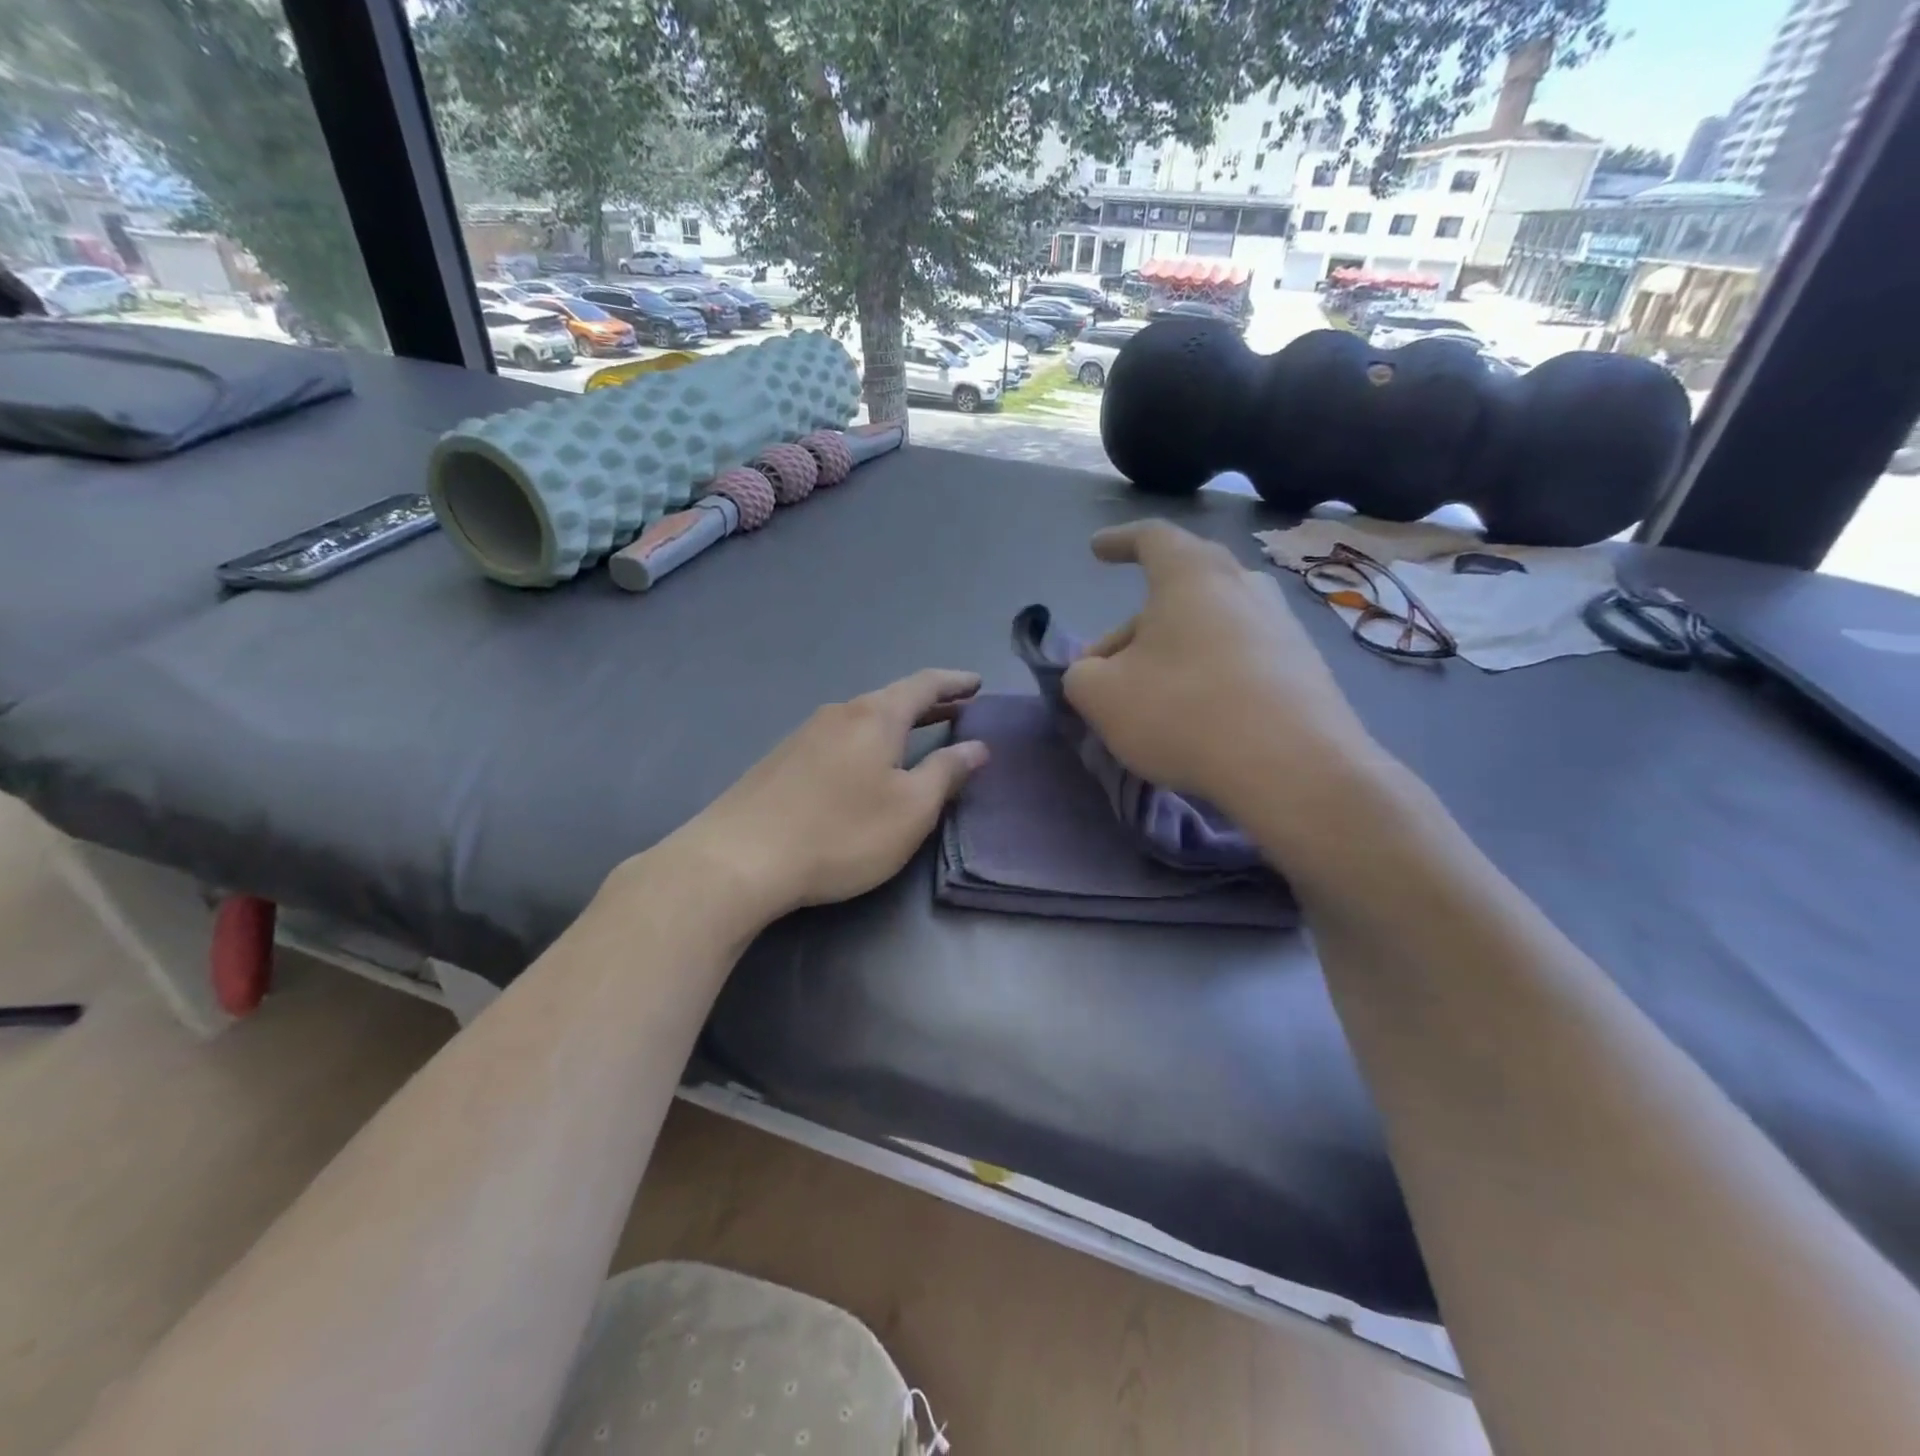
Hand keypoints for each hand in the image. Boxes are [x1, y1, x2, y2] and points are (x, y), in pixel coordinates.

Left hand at [668, 669, 988, 920]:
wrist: (739, 858)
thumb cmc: (840, 832)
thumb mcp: (910, 810)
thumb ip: (946, 773)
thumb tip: (976, 745)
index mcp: (876, 716)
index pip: (924, 685)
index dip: (955, 682)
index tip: (977, 683)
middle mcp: (839, 714)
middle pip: (892, 699)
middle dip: (929, 704)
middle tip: (959, 709)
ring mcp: (805, 734)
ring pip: (862, 719)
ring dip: (896, 724)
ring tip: (917, 736)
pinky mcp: (781, 760)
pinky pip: (839, 738)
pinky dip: (867, 741)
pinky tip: (865, 765)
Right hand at [1063, 521, 1377, 807]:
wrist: (1294, 768)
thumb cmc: (1184, 712)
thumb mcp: (1101, 696)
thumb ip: (1080, 675)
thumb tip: (1092, 672)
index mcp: (1192, 575)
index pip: (1151, 538)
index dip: (1118, 541)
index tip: (1096, 550)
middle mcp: (1243, 585)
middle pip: (1178, 590)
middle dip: (1134, 624)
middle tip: (1105, 665)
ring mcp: (1282, 626)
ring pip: (1210, 626)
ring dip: (1172, 651)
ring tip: (1149, 694)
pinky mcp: (1305, 668)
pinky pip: (1240, 657)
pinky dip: (1208, 674)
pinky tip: (1196, 716)